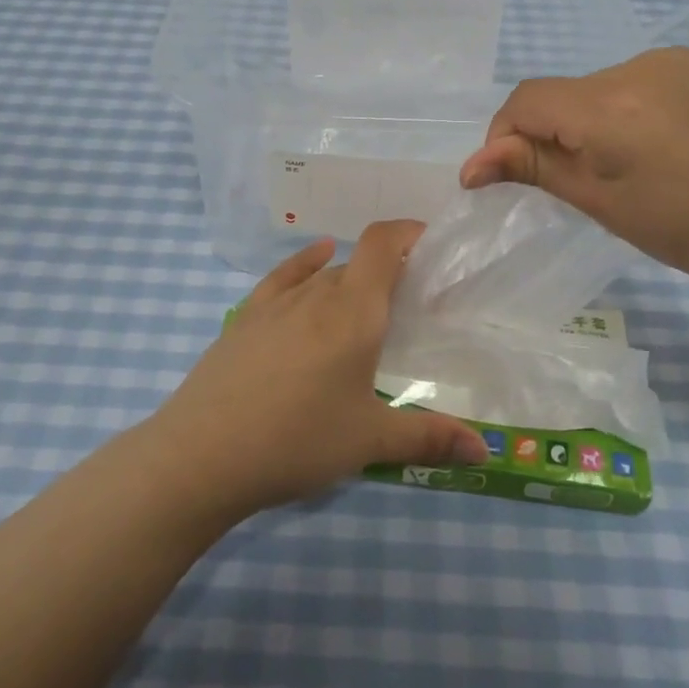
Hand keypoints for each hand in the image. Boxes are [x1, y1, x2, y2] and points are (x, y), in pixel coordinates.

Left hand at [146, 221, 488, 516]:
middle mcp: (317, 294)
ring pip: (324, 275)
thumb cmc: (297, 441)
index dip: (408, 232)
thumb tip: (486, 450)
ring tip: (367, 306)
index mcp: (354, 312)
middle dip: (388, 273)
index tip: (432, 243)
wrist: (202, 455)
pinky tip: (315, 260)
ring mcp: (275, 303)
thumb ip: (430, 438)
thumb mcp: (370, 442)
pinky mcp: (245, 317)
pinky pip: (283, 278)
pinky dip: (305, 263)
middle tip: (411, 306)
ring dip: (350, 280)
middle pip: (359, 265)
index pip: (383, 244)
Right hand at [458, 47, 688, 307]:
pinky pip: (646, 82)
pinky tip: (671, 147)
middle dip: (556, 135)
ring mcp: (680, 60)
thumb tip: (473, 165)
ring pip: (604, 89)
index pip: (526, 101)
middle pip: (566, 95)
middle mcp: (640, 66)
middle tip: (586, 186)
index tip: (511, 177)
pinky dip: (635, 111)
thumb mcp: (607, 206)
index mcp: (611, 107)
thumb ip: (536, 170)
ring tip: (637, 168)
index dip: (504, 137)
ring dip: (596, 122)